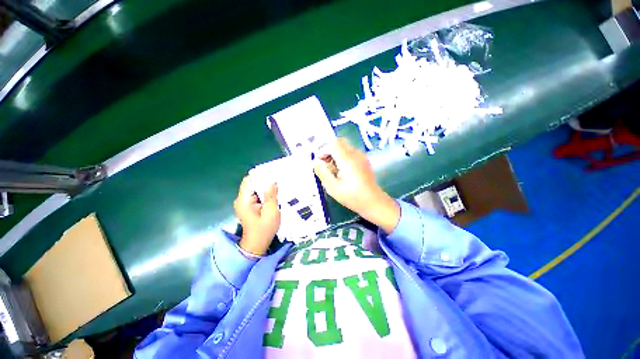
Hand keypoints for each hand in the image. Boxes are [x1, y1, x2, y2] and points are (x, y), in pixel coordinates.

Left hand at [233, 176, 279, 255]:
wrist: (257, 245)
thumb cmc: (264, 229)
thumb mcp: (271, 212)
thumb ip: (271, 195)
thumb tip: (272, 181)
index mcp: (244, 200)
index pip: (249, 180)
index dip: (259, 174)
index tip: (272, 172)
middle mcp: (241, 200)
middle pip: (252, 184)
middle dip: (264, 180)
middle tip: (278, 177)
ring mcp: (244, 203)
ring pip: (255, 189)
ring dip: (265, 187)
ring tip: (278, 184)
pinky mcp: (248, 206)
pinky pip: (256, 195)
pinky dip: (264, 193)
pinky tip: (274, 193)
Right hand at [314, 138, 399, 232]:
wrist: (373, 202)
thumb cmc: (352, 196)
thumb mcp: (333, 187)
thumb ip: (323, 172)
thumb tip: (315, 162)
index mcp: (347, 160)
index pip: (333, 144)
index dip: (324, 150)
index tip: (320, 162)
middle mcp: (355, 154)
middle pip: (339, 142)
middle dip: (329, 151)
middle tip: (326, 165)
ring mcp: (361, 157)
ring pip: (345, 147)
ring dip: (336, 154)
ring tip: (334, 170)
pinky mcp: (364, 161)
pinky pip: (351, 153)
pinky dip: (343, 157)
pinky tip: (343, 172)